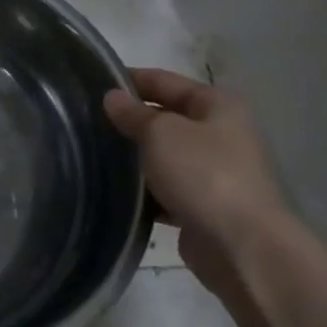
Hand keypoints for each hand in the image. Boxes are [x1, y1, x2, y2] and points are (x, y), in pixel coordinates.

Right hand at [103, 68, 290, 288]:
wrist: (241, 246)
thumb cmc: (204, 174)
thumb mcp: (161, 133)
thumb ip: (134, 113)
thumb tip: (113, 97)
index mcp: (217, 106)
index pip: (165, 81)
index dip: (130, 80)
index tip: (92, 84)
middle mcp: (219, 135)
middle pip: (166, 119)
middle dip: (130, 121)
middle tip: (86, 122)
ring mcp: (213, 173)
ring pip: (163, 156)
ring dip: (134, 158)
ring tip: (92, 155)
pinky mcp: (202, 207)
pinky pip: (165, 190)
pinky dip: (144, 191)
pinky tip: (114, 191)